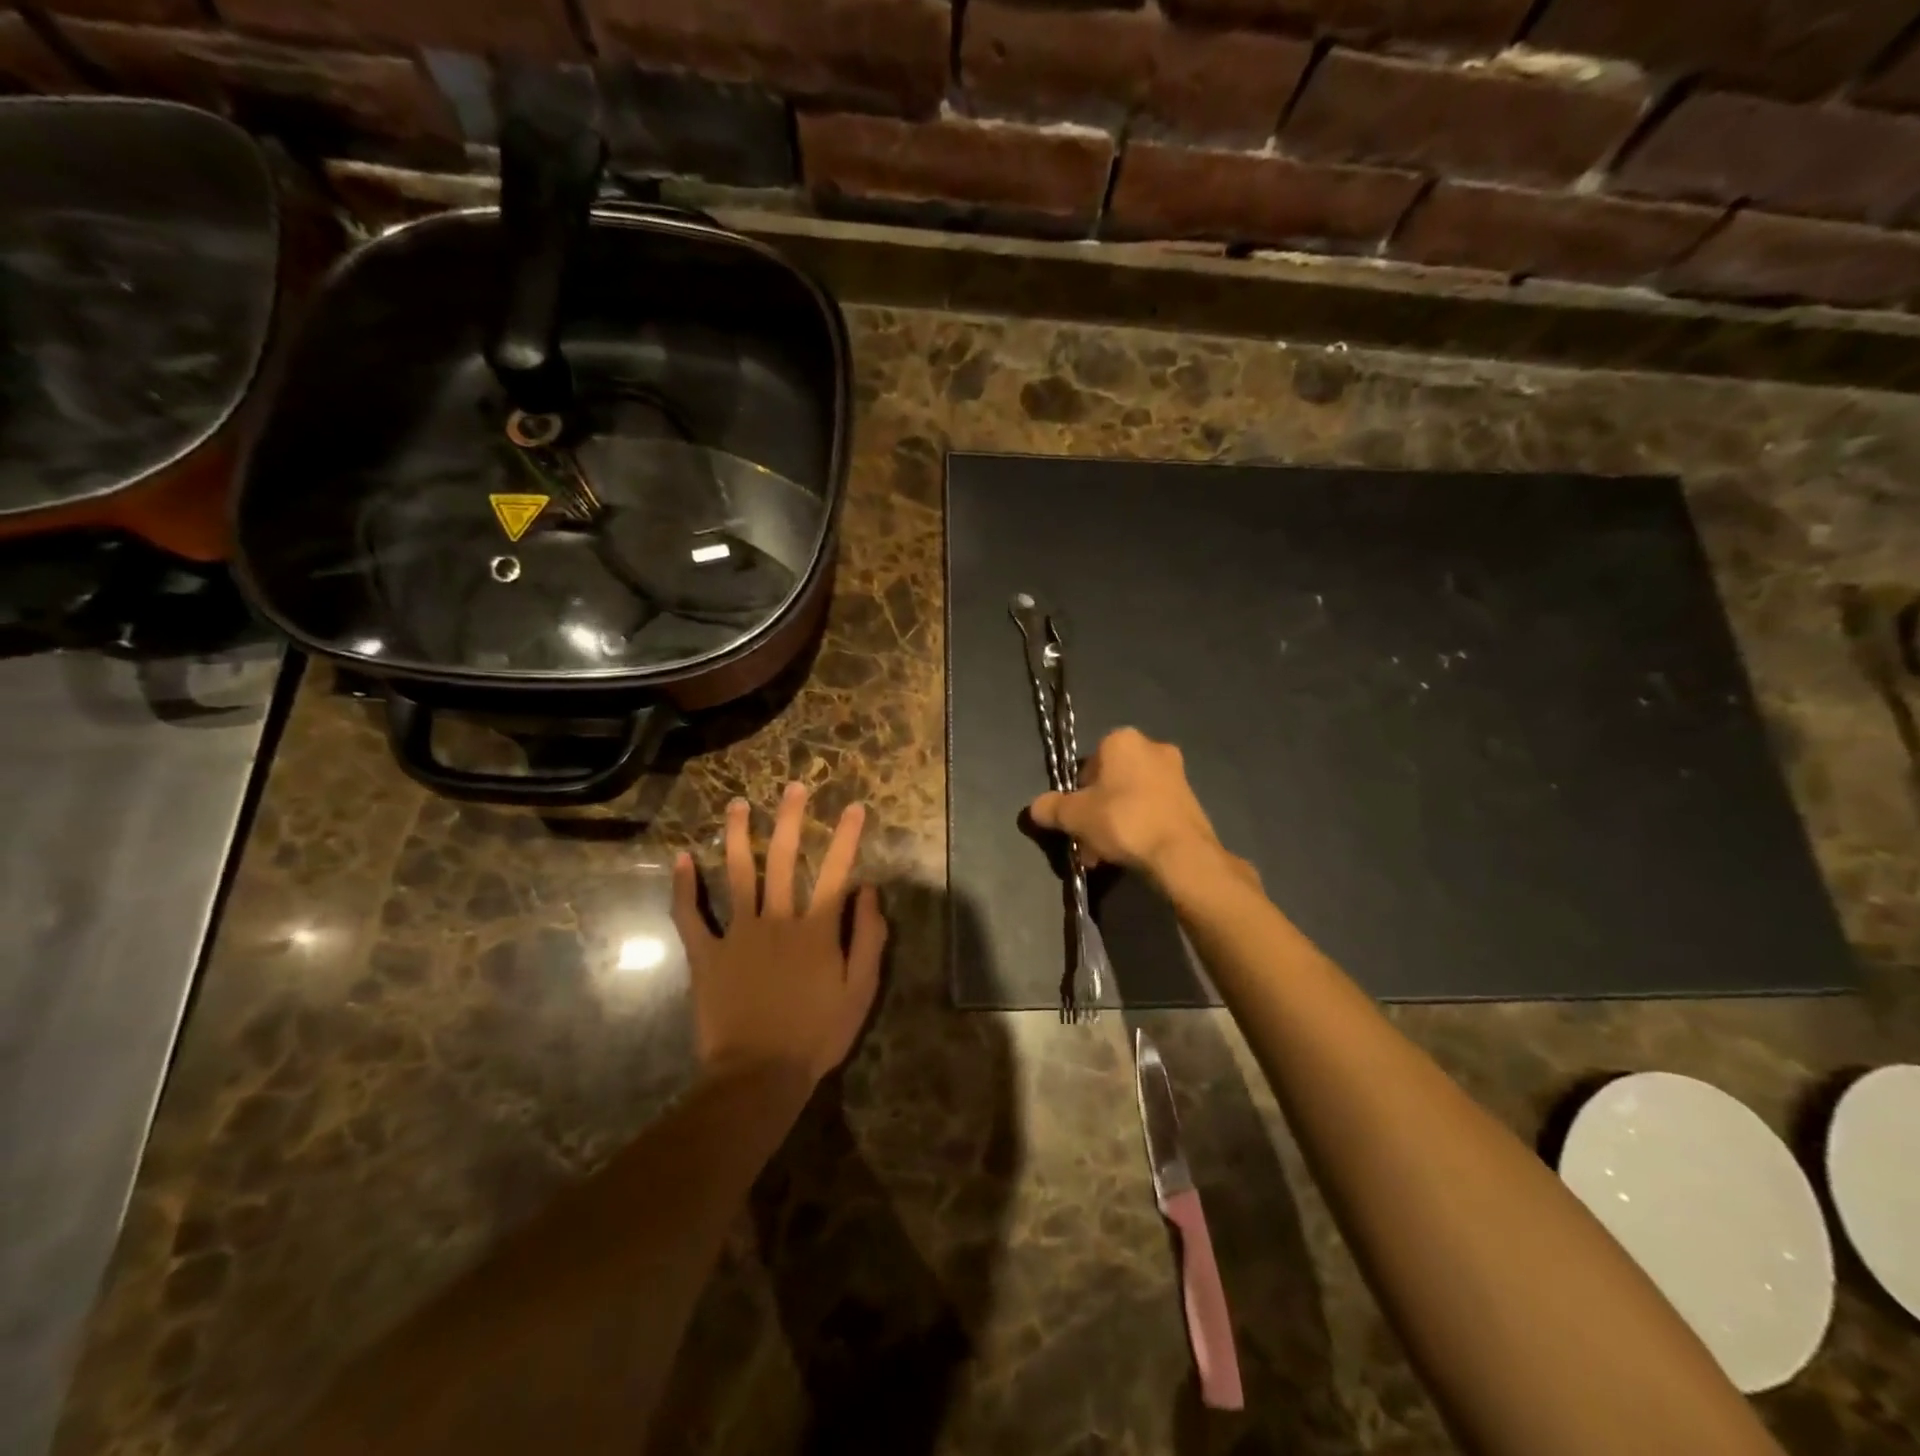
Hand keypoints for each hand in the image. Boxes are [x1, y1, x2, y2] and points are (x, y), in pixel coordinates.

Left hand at [672, 783, 886, 1087]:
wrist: (758, 1075)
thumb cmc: (817, 1034)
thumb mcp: (860, 991)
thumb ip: (868, 938)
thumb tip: (869, 891)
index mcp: (816, 929)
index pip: (836, 872)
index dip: (847, 837)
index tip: (854, 806)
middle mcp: (777, 919)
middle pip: (784, 860)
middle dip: (791, 820)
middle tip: (793, 787)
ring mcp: (737, 934)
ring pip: (737, 874)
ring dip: (739, 836)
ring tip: (738, 804)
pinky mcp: (706, 954)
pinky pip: (690, 915)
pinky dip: (683, 887)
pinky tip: (681, 858)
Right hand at [1029, 728, 1248, 890]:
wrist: (1181, 853)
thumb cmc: (1123, 821)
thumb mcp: (1074, 816)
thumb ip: (1051, 808)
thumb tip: (1036, 807)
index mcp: (1122, 740)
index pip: (1087, 765)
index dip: (1076, 794)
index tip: (1075, 820)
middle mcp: (1152, 747)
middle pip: (1110, 783)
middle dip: (1096, 812)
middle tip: (1088, 842)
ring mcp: (1176, 773)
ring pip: (1131, 798)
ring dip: (1115, 823)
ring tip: (1106, 856)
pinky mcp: (1191, 799)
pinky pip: (1152, 810)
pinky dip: (1139, 827)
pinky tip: (1131, 854)